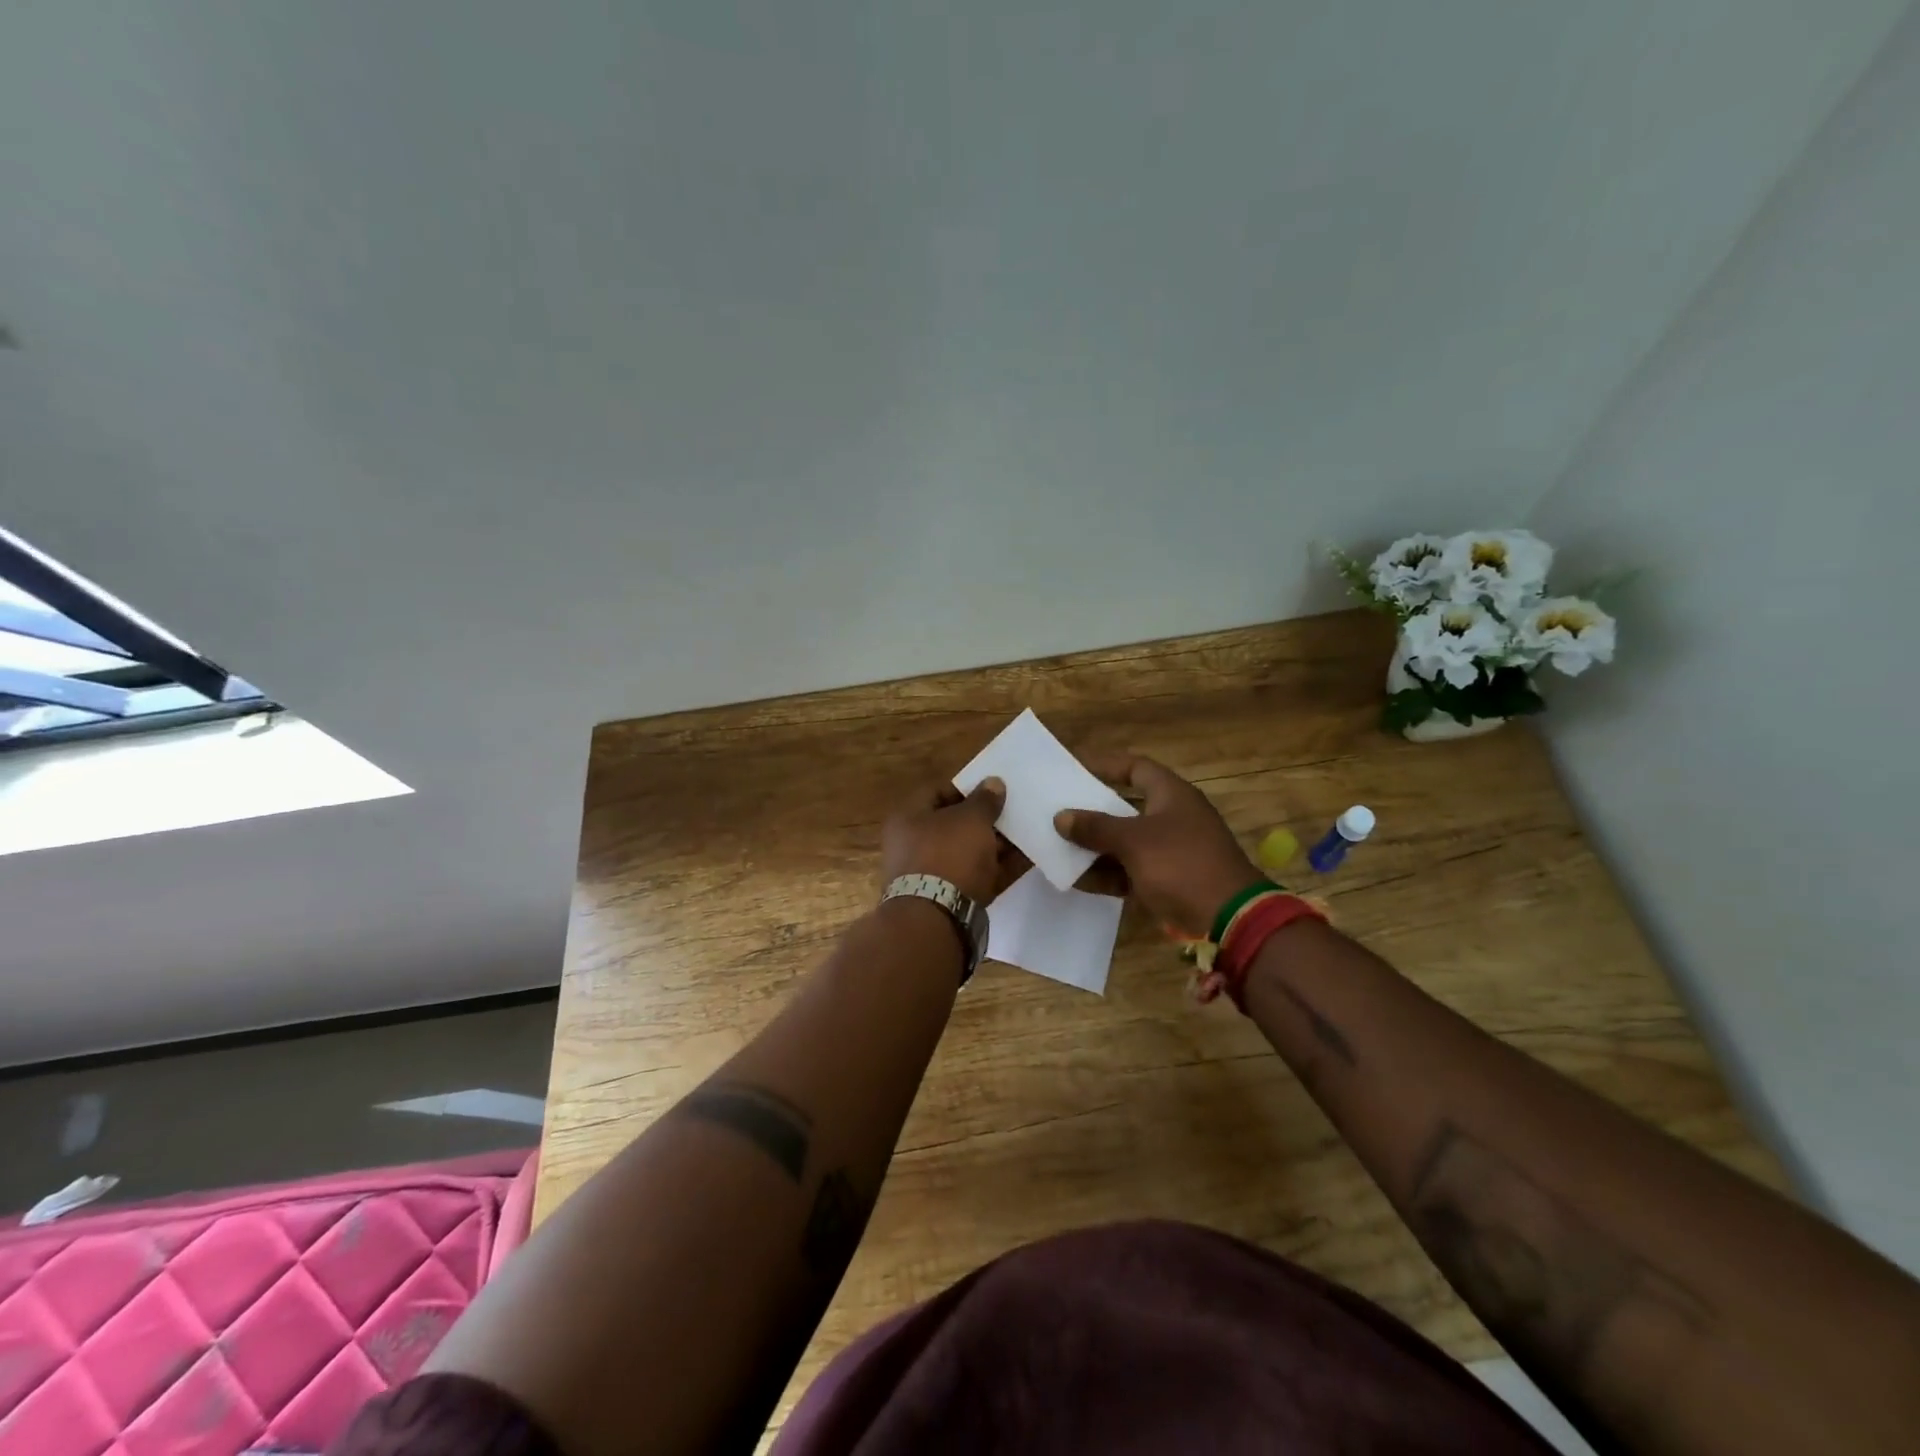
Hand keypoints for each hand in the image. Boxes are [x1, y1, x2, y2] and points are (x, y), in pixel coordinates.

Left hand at [881, 777, 1023, 903]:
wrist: (937, 920)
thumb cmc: (948, 855)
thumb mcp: (971, 819)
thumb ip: (984, 800)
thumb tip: (993, 782)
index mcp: (908, 818)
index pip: (936, 792)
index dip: (966, 788)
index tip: (993, 789)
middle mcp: (913, 844)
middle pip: (954, 824)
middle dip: (984, 819)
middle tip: (1014, 812)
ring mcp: (931, 875)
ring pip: (968, 852)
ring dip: (996, 844)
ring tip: (1027, 833)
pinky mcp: (950, 899)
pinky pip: (978, 876)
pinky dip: (999, 868)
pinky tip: (1028, 859)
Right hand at [1055, 754, 1261, 935]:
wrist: (1228, 918)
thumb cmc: (1181, 864)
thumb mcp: (1134, 841)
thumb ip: (1096, 827)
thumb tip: (1061, 817)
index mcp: (1171, 795)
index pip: (1135, 767)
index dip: (1105, 764)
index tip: (1072, 766)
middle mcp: (1171, 817)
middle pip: (1125, 805)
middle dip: (1092, 809)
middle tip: (1058, 807)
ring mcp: (1169, 850)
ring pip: (1124, 841)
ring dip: (1094, 845)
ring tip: (1057, 844)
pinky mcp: (1165, 880)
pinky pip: (1128, 870)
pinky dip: (1106, 873)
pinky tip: (1075, 879)